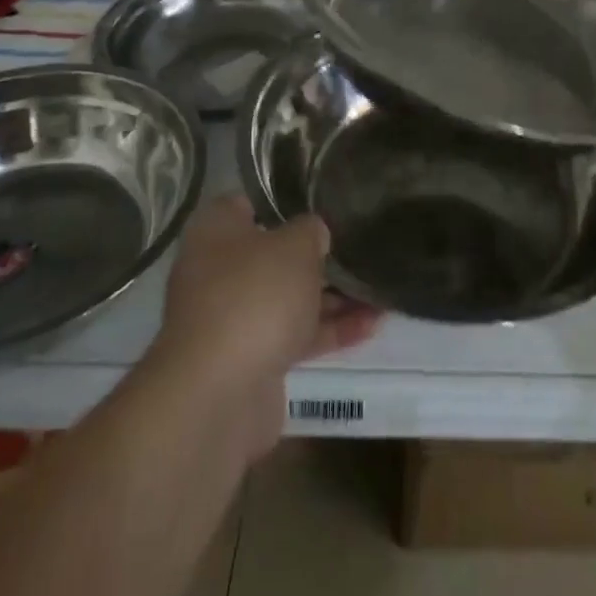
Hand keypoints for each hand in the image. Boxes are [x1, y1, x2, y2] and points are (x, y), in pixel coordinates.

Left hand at [153, 195, 379, 456]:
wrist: (219, 395)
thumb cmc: (255, 296)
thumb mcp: (295, 246)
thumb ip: (311, 231)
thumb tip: (314, 233)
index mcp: (216, 230)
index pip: (251, 202)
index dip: (287, 200)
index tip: (324, 201)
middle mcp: (218, 270)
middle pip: (274, 253)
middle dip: (316, 253)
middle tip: (359, 244)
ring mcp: (233, 317)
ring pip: (288, 297)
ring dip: (332, 295)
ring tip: (379, 287)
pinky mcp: (251, 358)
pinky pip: (295, 334)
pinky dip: (329, 330)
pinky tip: (372, 324)